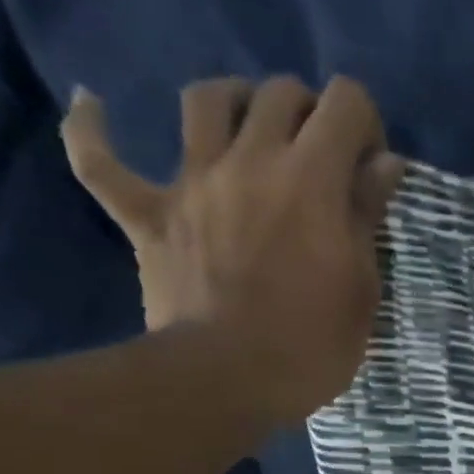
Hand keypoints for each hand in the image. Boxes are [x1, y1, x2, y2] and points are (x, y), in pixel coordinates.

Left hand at [61, 74, 405, 427]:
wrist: (229, 379)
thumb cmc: (312, 344)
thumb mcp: (362, 287)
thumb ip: (367, 216)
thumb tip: (383, 163)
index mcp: (311, 178)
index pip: (346, 103)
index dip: (364, 123)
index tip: (369, 167)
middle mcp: (250, 159)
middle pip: (279, 93)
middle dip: (308, 113)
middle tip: (319, 158)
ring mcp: (191, 182)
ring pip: (204, 100)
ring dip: (231, 102)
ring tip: (246, 130)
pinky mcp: (147, 214)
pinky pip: (100, 161)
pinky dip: (91, 131)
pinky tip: (91, 105)